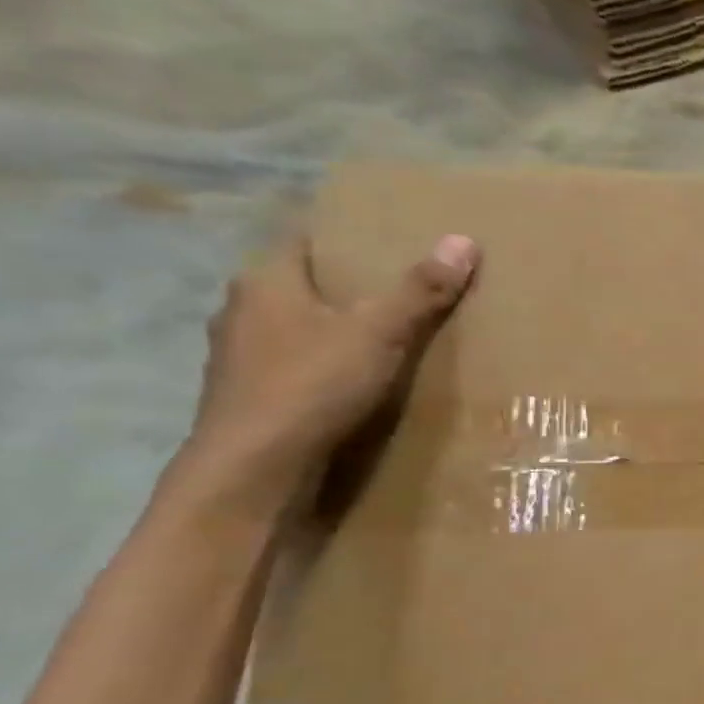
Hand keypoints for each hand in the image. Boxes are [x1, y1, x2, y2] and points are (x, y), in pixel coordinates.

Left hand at [181, 234, 479, 504]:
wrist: (255, 467)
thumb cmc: (313, 385)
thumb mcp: (380, 333)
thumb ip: (420, 290)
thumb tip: (463, 240)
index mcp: (266, 281)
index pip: (304, 239)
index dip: (345, 236)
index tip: (388, 240)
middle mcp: (242, 310)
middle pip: (302, 284)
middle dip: (347, 285)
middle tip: (402, 288)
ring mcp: (240, 356)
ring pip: (296, 326)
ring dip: (334, 328)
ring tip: (386, 336)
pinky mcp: (251, 395)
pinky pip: (295, 365)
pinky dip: (325, 365)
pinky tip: (356, 380)